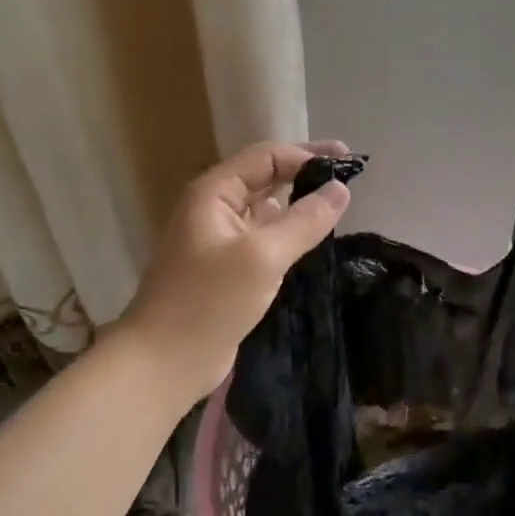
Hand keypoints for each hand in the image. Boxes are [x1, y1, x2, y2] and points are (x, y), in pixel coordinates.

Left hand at [119, 140, 353, 398]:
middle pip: (266, 178)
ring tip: (338, 208)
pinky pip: (265, 240)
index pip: (267, 157)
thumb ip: (304, 220)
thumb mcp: (262, 256)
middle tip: (350, 176)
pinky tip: (314, 242)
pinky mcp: (228, 270)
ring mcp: (220, 240)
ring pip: (267, 211)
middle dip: (305, 173)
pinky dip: (289, 235)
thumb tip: (340, 189)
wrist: (164, 362)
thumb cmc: (209, 301)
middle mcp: (215, 209)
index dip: (307, 154)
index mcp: (214, 193)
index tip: (348, 160)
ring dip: (299, 205)